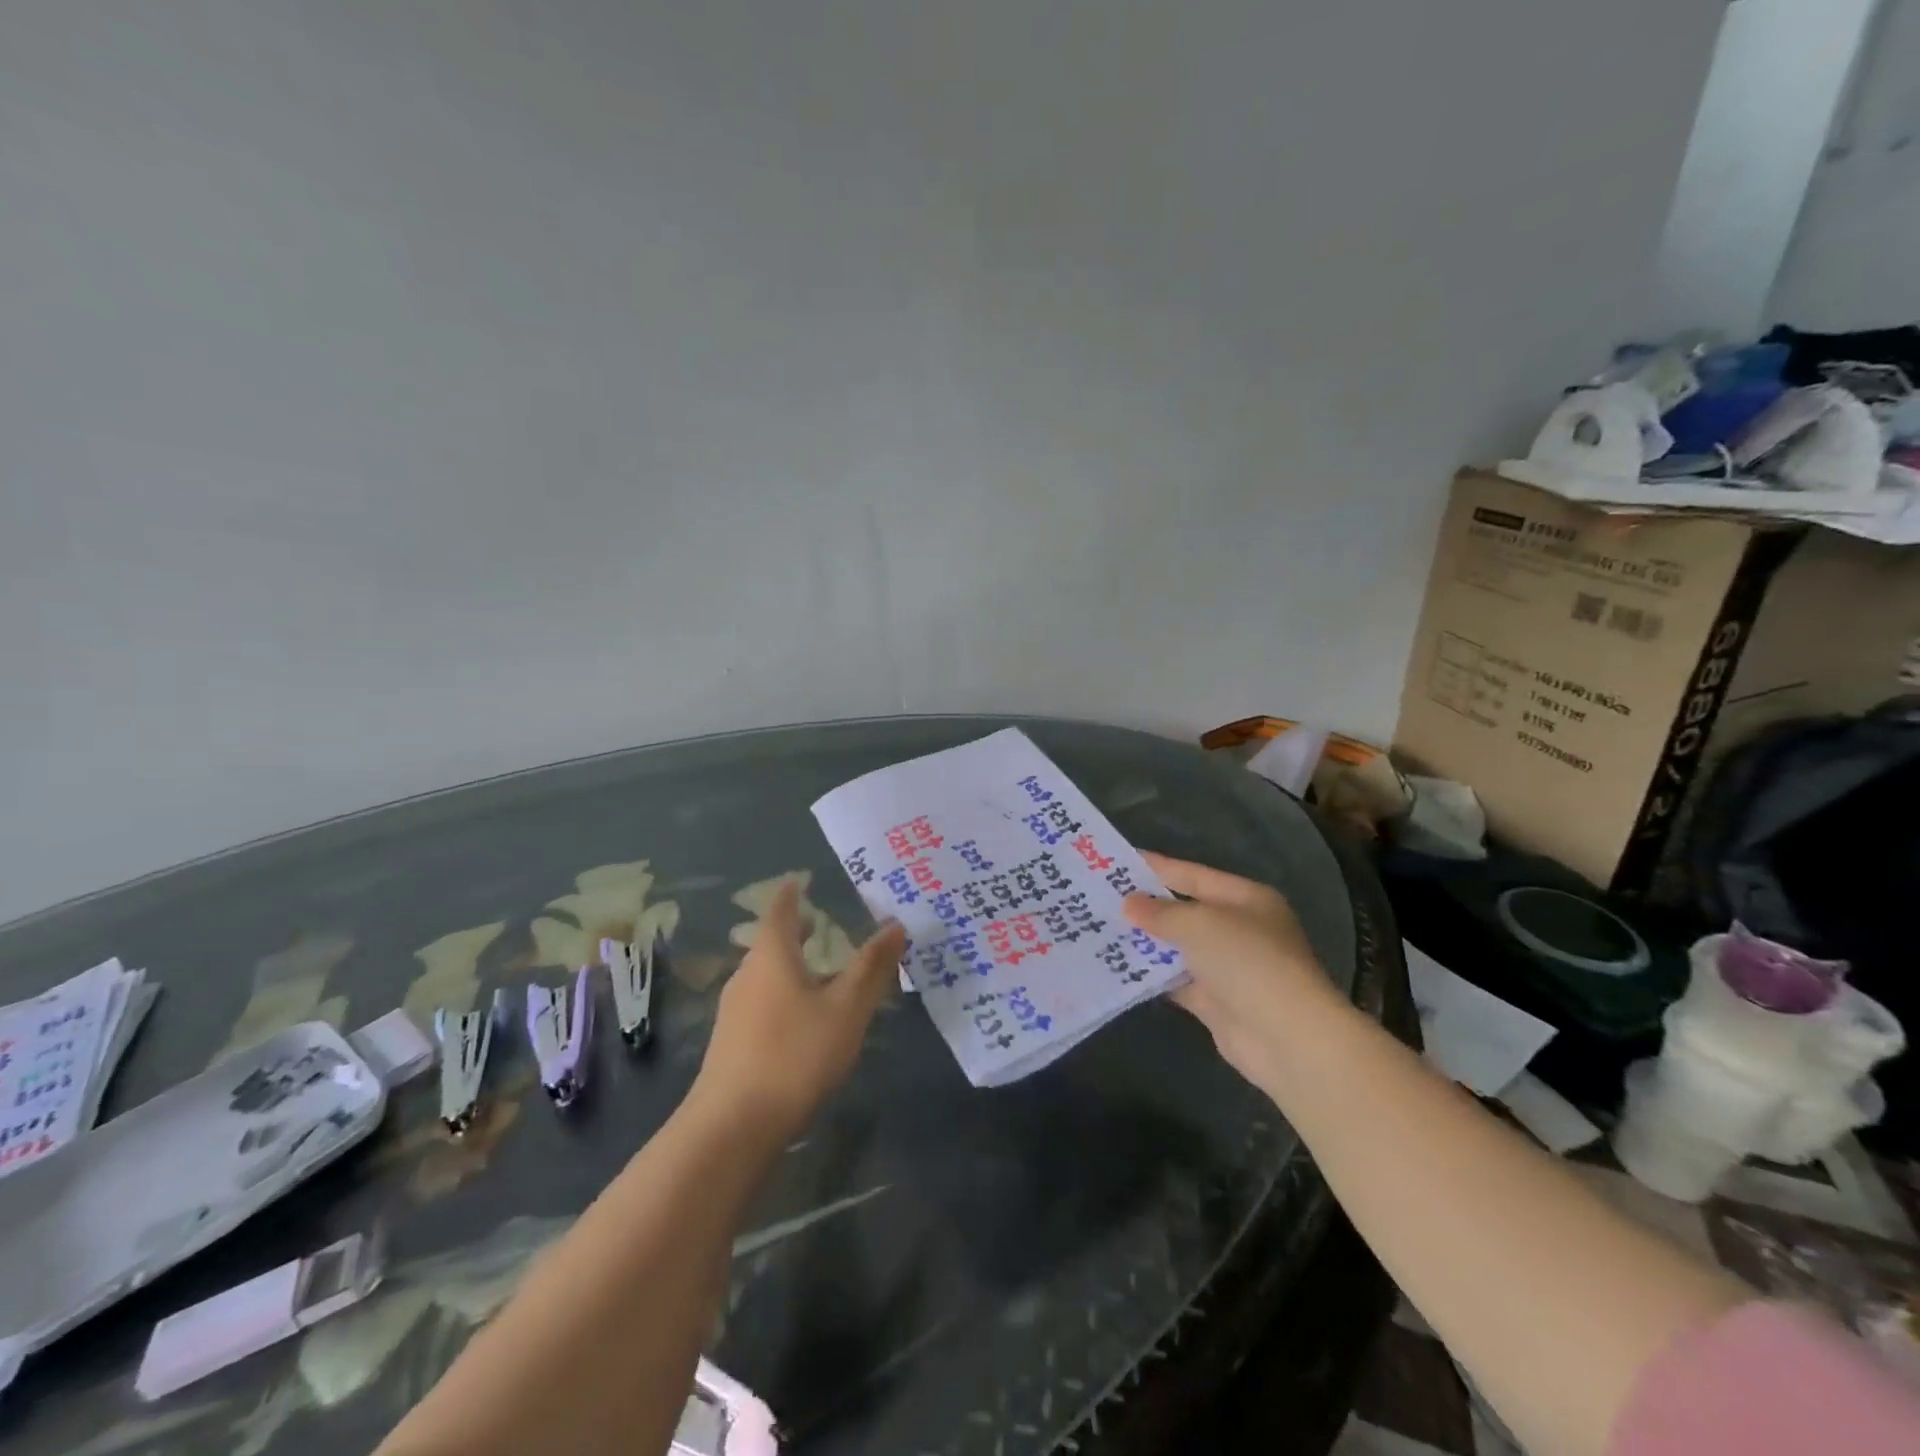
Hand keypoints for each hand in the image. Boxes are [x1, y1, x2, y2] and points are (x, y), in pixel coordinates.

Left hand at [693, 882, 906, 1138]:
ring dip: (792, 964)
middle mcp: (747, 974)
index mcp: (772, 956)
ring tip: (821, 970)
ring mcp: (734, 1010)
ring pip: (767, 974)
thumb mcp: (846, 1010)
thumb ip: (872, 967)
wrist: (732, 1127)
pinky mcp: (732, 1041)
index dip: (792, 892)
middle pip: (771, 942)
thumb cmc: (794, 1054)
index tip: (802, 878)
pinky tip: (804, 1018)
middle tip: (821, 922)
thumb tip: (895, 924)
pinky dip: (785, 992)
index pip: (780, 909)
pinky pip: (763, 1001)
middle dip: (795, 930)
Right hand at [1124, 853, 1349, 1094]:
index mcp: (1246, 899)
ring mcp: (1230, 968)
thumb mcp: (1198, 924)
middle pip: (1185, 911)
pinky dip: (1153, 976)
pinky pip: (1177, 981)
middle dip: (1146, 907)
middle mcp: (1240, 929)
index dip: (1157, 867)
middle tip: (1100, 898)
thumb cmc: (1246, 961)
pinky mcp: (1217, 1002)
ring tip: (1101, 930)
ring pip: (1179, 948)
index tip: (1118, 863)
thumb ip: (1160, 912)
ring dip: (1146, 943)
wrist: (1286, 1038)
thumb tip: (1129, 904)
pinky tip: (1119, 968)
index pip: (1193, 875)